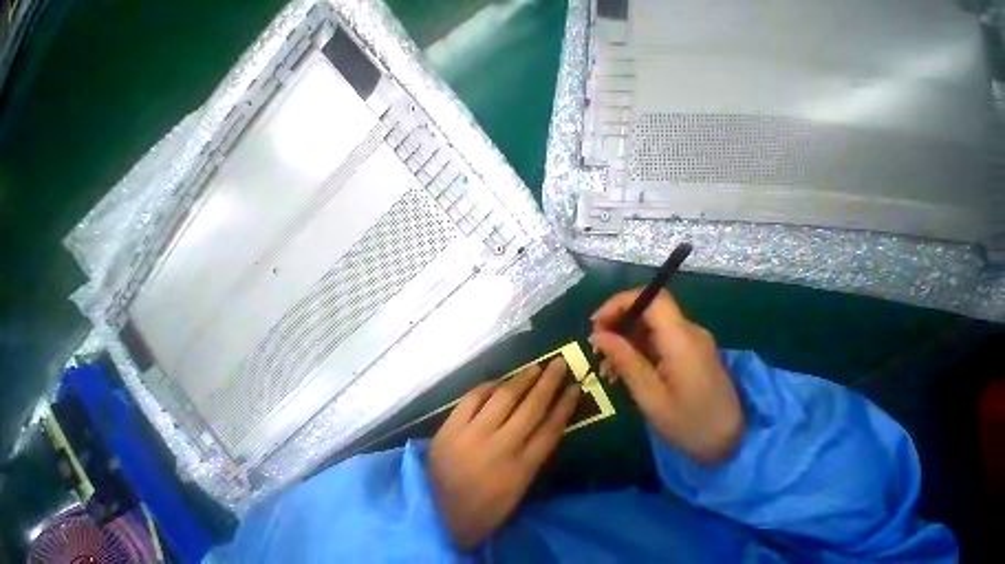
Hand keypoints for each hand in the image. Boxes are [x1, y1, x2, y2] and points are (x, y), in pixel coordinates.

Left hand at [428, 358, 579, 549]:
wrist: (436, 519)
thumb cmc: (483, 507)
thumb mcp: (516, 490)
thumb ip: (531, 454)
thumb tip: (544, 415)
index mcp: (519, 472)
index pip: (550, 431)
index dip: (565, 406)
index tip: (575, 387)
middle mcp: (499, 450)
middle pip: (531, 408)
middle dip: (549, 383)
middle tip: (559, 363)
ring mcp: (472, 437)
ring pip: (504, 397)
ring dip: (522, 378)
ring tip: (535, 368)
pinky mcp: (450, 429)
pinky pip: (473, 397)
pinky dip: (488, 386)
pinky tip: (498, 381)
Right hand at [590, 288, 743, 464]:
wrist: (736, 446)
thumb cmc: (692, 426)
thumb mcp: (650, 396)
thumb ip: (624, 360)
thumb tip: (597, 335)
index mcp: (681, 340)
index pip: (651, 298)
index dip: (620, 302)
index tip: (597, 322)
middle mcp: (687, 332)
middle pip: (645, 308)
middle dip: (615, 321)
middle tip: (597, 346)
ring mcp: (688, 340)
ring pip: (645, 323)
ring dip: (621, 337)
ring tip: (606, 364)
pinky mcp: (686, 349)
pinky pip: (653, 337)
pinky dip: (633, 346)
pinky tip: (621, 368)